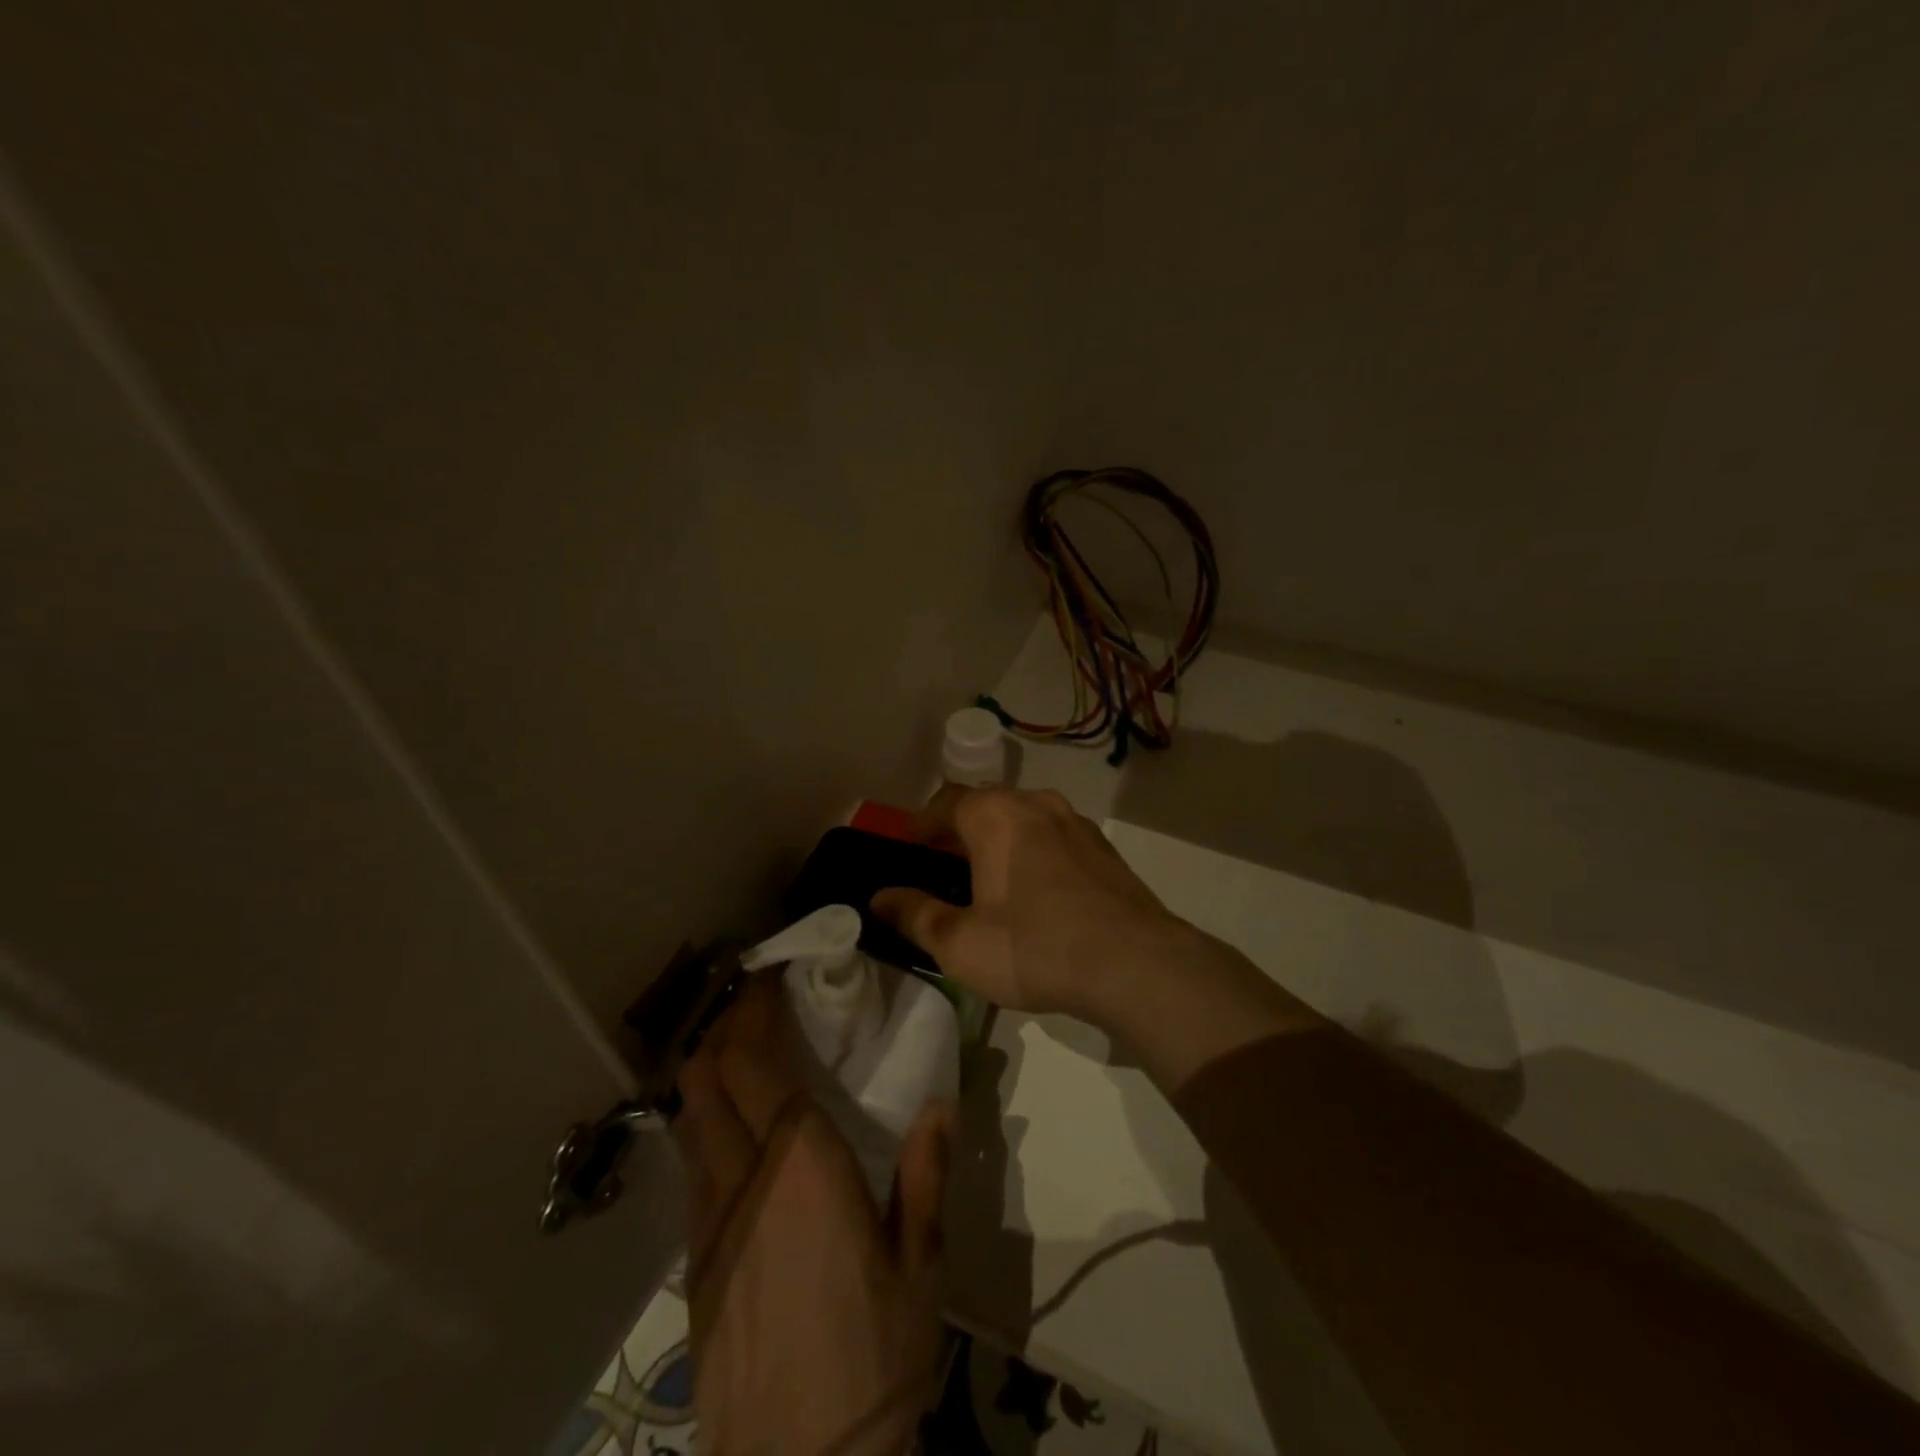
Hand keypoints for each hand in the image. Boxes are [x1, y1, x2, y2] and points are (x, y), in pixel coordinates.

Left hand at [674, 973, 951, 1455]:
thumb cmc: (874, 1358)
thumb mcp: (921, 1266)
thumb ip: (925, 1175)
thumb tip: (939, 1104)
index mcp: (800, 1167)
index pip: (755, 1062)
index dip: (754, 1009)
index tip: (772, 975)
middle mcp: (741, 1179)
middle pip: (705, 1078)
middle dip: (724, 1026)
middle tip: (757, 1002)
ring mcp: (706, 1222)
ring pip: (688, 1117)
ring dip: (708, 1069)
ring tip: (742, 1050)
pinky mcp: (693, 1261)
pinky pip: (691, 1163)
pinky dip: (705, 1120)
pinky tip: (737, 1129)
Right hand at [871, 785, 1184, 1018]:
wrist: (1135, 964)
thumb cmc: (1035, 947)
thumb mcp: (960, 943)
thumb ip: (915, 915)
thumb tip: (879, 898)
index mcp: (996, 815)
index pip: (946, 801)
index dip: (922, 822)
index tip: (909, 844)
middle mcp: (1036, 804)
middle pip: (986, 805)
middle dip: (960, 830)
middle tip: (943, 864)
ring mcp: (1076, 823)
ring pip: (1024, 819)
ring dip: (999, 840)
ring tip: (987, 878)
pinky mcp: (1104, 849)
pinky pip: (1054, 838)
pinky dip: (1033, 852)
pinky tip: (1035, 892)